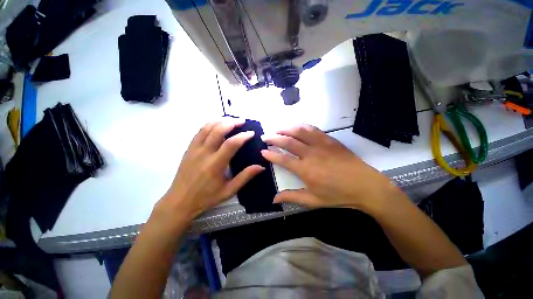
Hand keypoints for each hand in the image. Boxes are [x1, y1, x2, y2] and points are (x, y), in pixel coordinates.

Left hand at [153, 119, 264, 225]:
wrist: (179, 202)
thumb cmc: (206, 197)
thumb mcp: (229, 190)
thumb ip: (245, 177)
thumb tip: (260, 166)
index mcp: (215, 164)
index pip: (231, 144)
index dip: (243, 136)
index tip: (251, 133)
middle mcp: (204, 153)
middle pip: (218, 130)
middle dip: (232, 123)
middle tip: (242, 121)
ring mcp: (194, 149)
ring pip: (207, 128)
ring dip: (220, 121)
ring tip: (231, 120)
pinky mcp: (189, 149)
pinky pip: (199, 132)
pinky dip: (209, 125)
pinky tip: (216, 124)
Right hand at [261, 125, 394, 210]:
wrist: (365, 186)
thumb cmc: (338, 195)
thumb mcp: (313, 200)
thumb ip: (292, 197)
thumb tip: (273, 199)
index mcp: (305, 170)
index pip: (282, 159)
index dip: (270, 154)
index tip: (262, 151)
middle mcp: (310, 154)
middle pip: (288, 141)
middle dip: (273, 138)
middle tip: (265, 137)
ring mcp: (321, 144)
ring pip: (299, 131)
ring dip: (285, 128)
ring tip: (277, 129)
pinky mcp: (329, 140)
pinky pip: (312, 129)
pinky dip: (301, 126)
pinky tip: (295, 126)